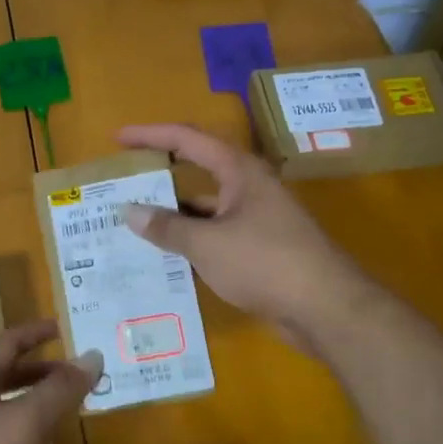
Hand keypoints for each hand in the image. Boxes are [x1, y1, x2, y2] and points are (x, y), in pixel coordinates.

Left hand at [0, 319, 99, 443]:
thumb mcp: (28, 422)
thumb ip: (60, 389)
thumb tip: (92, 356)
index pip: (6, 345)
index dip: (33, 333)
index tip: (60, 327)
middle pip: (5, 380)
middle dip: (40, 374)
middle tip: (73, 376)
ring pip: (6, 417)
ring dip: (36, 412)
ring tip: (66, 418)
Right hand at [115, 123, 379, 349]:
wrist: (325, 308)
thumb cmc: (265, 262)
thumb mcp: (207, 244)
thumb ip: (167, 227)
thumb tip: (129, 211)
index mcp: (239, 171)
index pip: (187, 139)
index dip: (150, 135)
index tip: (117, 138)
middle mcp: (248, 187)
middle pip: (197, 170)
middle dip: (160, 175)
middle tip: (122, 183)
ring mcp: (256, 219)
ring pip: (205, 208)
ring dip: (173, 214)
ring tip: (133, 223)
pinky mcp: (259, 248)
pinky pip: (215, 236)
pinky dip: (191, 241)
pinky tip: (165, 257)